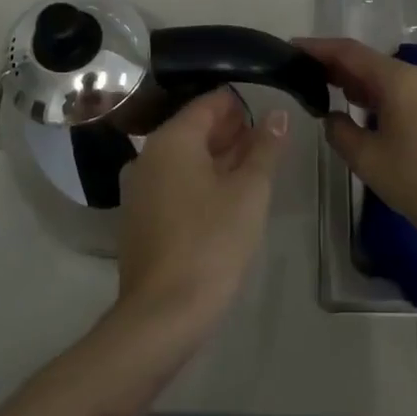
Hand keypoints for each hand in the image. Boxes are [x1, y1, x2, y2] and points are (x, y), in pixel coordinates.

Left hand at [114, 89, 287, 334]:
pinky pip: (173, 183)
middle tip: (266, 139)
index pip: (208, 104)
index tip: (267, 112)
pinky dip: (200, 180)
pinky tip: (226, 195)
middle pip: (194, 129)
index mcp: (171, 140)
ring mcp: (139, 188)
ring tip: (253, 165)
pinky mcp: (140, 217)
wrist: (164, 311)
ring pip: (184, 158)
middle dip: (230, 131)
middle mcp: (148, 155)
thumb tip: (277, 114)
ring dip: (217, 157)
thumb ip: (265, 148)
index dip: (239, 104)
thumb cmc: (212, 241)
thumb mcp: (250, 191)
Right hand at [297, 38, 416, 260]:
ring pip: (390, 77)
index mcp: (400, 80)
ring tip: (329, 92)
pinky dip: (382, 95)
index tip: (292, 48)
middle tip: (305, 75)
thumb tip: (333, 116)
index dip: (318, 48)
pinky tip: (365, 111)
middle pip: (371, 61)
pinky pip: (407, 90)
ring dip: (360, 83)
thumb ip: (339, 130)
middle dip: (337, 67)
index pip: (350, 52)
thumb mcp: (366, 160)